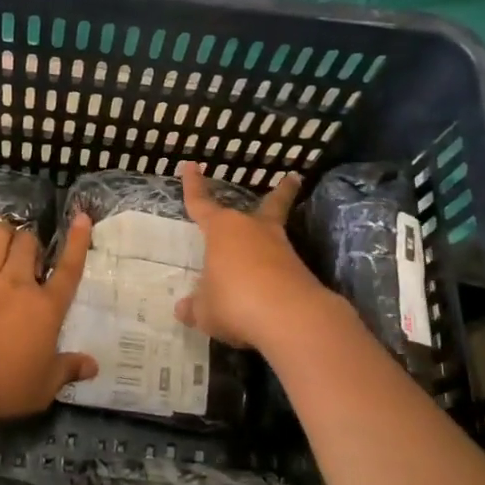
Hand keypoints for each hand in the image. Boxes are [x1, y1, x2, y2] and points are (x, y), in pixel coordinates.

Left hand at [0, 216, 98, 422]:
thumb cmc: (7, 385)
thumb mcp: (45, 385)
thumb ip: (69, 369)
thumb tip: (93, 366)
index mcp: (46, 307)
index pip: (69, 269)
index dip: (77, 242)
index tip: (82, 217)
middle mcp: (17, 285)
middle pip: (27, 245)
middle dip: (30, 241)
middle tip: (29, 253)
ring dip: (0, 233)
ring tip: (1, 235)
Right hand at [173, 161, 335, 351]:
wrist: (291, 318)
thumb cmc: (234, 301)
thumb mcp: (204, 310)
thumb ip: (195, 307)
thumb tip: (184, 309)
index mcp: (222, 230)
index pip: (201, 204)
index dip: (193, 186)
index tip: (191, 166)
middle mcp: (253, 231)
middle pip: (268, 206)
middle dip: (280, 193)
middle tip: (292, 179)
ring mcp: (282, 250)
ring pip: (277, 236)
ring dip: (274, 239)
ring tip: (269, 248)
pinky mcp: (301, 272)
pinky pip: (283, 268)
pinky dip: (277, 275)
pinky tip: (270, 293)